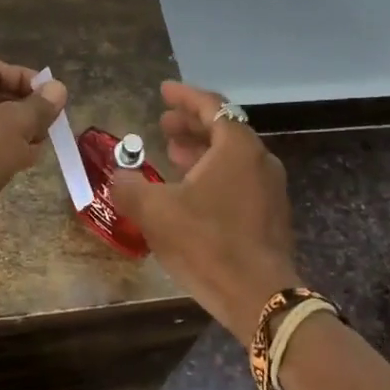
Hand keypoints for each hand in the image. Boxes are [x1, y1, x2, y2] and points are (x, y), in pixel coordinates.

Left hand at [0, 59, 67, 194]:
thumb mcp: (15, 124)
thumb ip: (39, 106)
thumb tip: (58, 88)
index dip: (27, 80)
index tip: (51, 98)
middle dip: (25, 112)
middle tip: (48, 127)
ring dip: (17, 135)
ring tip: (38, 149)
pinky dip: (1, 152)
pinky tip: (20, 165)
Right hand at [112, 81, 302, 336]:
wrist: (260, 298)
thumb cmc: (207, 243)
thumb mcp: (155, 212)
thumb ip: (130, 187)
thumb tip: (118, 175)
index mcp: (237, 147)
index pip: (211, 106)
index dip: (184, 97)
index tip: (164, 91)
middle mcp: (259, 160)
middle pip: (224, 129)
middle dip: (191, 124)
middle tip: (163, 125)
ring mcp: (270, 189)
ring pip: (232, 157)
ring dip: (201, 151)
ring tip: (172, 155)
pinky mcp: (271, 216)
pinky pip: (239, 180)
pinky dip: (214, 174)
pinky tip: (191, 193)